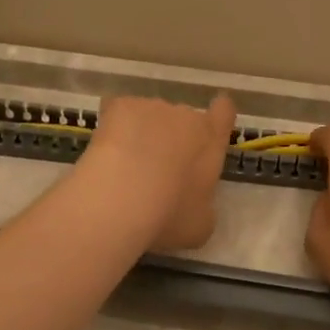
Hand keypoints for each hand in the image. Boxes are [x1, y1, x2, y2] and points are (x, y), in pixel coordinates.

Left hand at [80, 93, 236, 251]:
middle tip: (157, 172)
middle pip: (183, 119)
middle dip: (173, 138)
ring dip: (143, 134)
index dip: (218, 116)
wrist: (120, 198)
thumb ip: (204, 203)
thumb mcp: (200, 224)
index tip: (209, 127)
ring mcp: (150, 107)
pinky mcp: (118, 105)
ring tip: (125, 168)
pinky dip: (114, 130)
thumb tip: (196, 200)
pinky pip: (119, 114)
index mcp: (210, 140)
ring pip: (149, 117)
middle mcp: (185, 115)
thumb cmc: (169, 215)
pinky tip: (104, 155)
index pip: (224, 112)